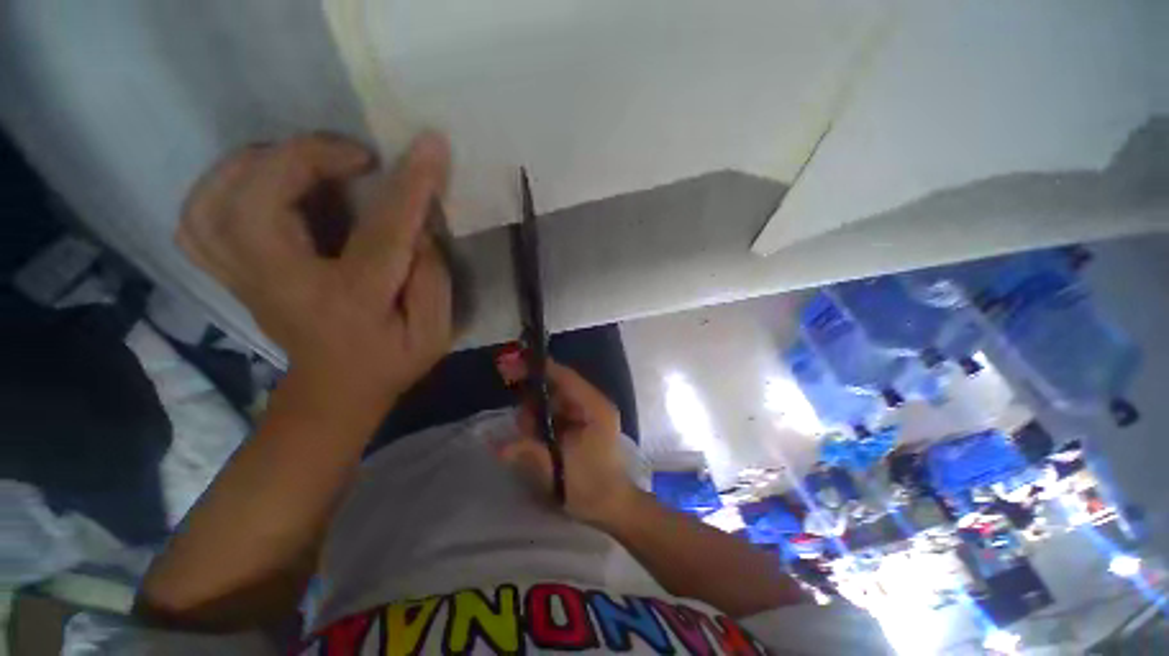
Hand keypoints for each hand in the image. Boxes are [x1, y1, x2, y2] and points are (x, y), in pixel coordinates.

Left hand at [177, 132, 452, 413]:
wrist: (336, 391)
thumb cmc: (392, 362)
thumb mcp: (434, 331)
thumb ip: (433, 277)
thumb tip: (419, 225)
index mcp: (349, 300)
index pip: (381, 231)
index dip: (409, 185)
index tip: (430, 147)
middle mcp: (282, 283)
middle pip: (259, 199)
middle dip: (307, 156)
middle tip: (357, 156)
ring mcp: (246, 279)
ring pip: (214, 201)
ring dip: (258, 163)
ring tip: (304, 159)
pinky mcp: (233, 276)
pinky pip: (198, 220)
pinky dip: (219, 188)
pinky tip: (258, 183)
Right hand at [495, 358, 638, 526]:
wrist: (615, 507)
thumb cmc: (592, 487)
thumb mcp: (559, 471)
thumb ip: (529, 454)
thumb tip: (495, 444)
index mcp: (594, 407)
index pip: (566, 377)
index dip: (540, 369)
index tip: (514, 365)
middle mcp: (593, 404)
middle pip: (558, 387)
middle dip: (534, 397)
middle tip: (517, 415)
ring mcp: (589, 413)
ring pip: (555, 400)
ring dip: (536, 411)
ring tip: (526, 434)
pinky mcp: (583, 424)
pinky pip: (557, 413)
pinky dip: (542, 419)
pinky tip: (534, 435)